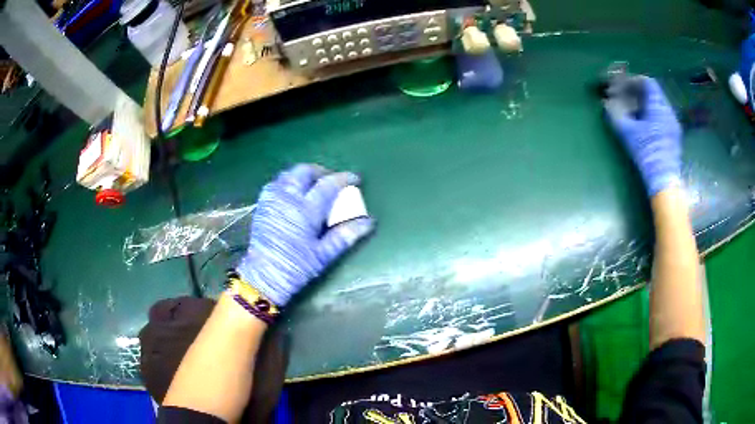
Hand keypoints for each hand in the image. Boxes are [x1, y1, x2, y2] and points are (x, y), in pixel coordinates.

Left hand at [236, 164, 373, 306]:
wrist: (263, 277)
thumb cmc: (296, 268)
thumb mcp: (324, 255)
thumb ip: (345, 235)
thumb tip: (369, 222)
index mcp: (305, 211)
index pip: (328, 185)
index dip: (344, 178)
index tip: (355, 179)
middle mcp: (287, 199)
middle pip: (305, 171)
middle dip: (321, 171)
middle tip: (332, 180)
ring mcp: (272, 200)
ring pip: (288, 174)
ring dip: (304, 174)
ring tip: (314, 184)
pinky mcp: (262, 205)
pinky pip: (276, 182)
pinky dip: (288, 181)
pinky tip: (293, 192)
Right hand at [604, 76, 682, 195]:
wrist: (664, 180)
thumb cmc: (647, 153)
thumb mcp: (628, 133)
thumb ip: (616, 115)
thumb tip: (606, 103)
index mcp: (658, 106)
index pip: (648, 83)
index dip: (635, 80)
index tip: (624, 85)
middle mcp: (668, 111)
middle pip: (654, 93)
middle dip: (640, 92)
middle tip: (628, 97)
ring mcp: (673, 124)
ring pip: (659, 105)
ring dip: (647, 104)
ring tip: (635, 111)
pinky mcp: (674, 136)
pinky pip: (663, 116)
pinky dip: (653, 114)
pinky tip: (645, 124)